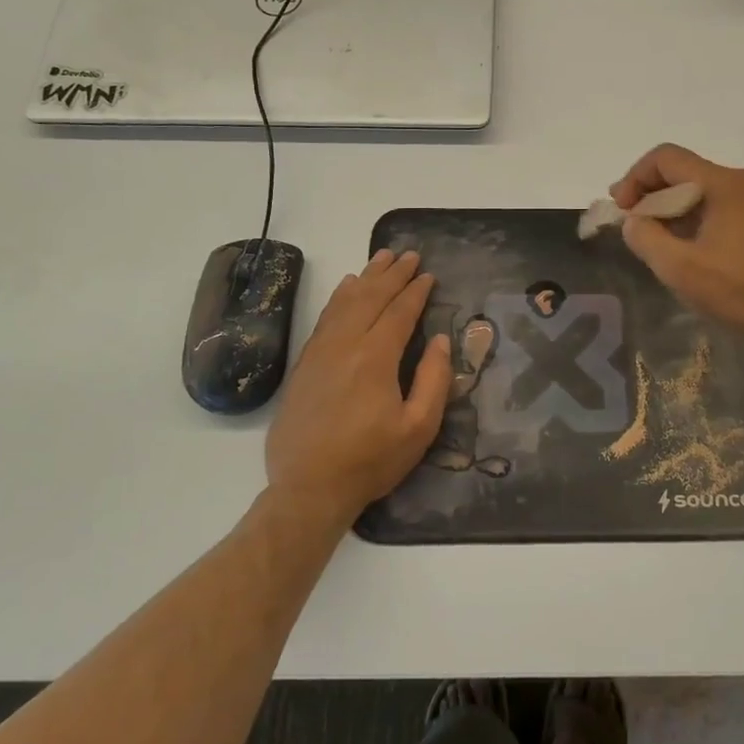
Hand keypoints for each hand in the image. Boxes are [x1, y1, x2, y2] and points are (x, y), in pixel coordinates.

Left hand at [264, 249, 451, 519]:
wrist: (308, 488)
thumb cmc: (370, 461)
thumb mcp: (418, 429)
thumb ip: (433, 381)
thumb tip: (439, 341)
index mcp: (375, 358)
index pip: (398, 312)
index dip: (415, 291)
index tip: (427, 274)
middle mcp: (345, 345)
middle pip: (370, 298)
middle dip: (392, 274)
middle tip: (408, 254)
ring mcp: (320, 352)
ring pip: (344, 303)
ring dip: (365, 278)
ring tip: (380, 258)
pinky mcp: (304, 364)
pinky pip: (325, 318)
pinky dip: (339, 297)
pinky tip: (346, 288)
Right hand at [610, 143, 743, 351]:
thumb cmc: (741, 291)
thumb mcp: (679, 268)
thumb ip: (645, 237)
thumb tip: (634, 220)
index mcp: (723, 184)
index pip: (666, 158)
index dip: (635, 178)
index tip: (621, 210)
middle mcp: (742, 182)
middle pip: (683, 172)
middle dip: (650, 196)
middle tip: (632, 228)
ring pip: (699, 192)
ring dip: (670, 211)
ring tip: (655, 244)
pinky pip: (717, 208)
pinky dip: (692, 221)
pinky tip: (686, 252)